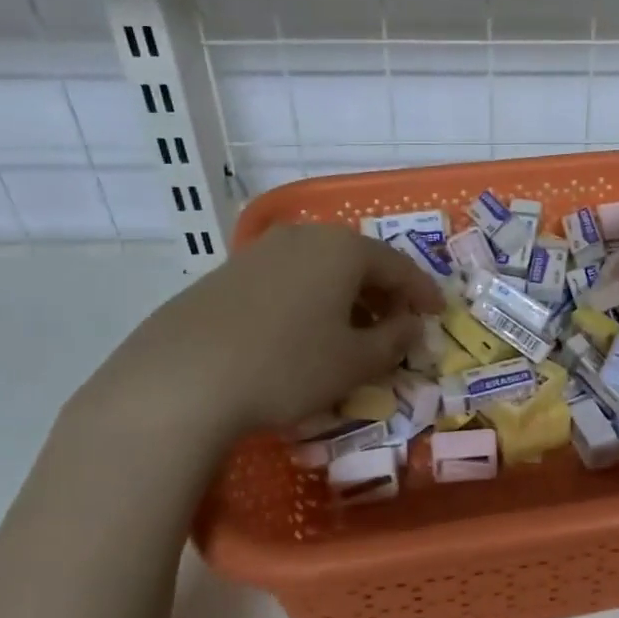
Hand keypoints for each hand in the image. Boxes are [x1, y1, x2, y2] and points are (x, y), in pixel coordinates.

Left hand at [76, 223, 442, 438]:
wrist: (181, 379)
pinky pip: (287, 281)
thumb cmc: (288, 365)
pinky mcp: (227, 274)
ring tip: (350, 335)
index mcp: (343, 249)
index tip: (437, 315)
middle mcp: (303, 238)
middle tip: (395, 327)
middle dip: (383, 295)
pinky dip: (309, 302)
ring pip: (320, 270)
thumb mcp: (354, 362)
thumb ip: (394, 341)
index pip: (399, 266)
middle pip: (358, 261)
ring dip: (345, 299)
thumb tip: (412, 327)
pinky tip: (302, 335)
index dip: (422, 292)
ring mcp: (260, 252)